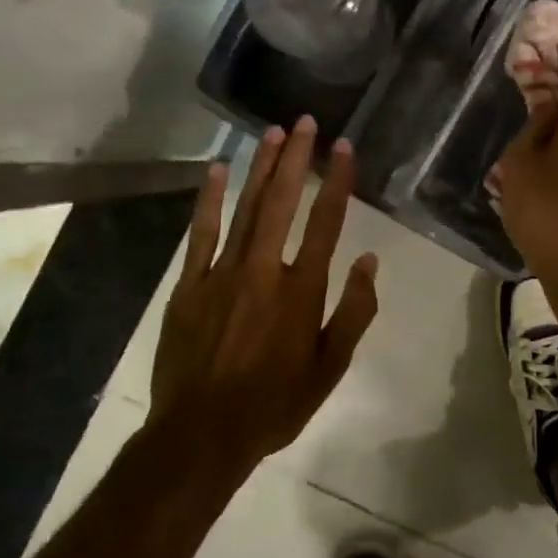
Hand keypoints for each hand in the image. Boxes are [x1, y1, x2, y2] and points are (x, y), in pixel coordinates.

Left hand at [151, 117, 378, 471]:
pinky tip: (216, 171)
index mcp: (302, 290)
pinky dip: (209, 201)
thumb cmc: (275, 404)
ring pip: (245, 209)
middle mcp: (264, 270)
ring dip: (260, 169)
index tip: (344, 148)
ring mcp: (222, 274)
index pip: (325, 223)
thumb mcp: (330, 368)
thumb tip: (368, 260)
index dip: (337, 182)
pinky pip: (202, 233)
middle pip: (283, 203)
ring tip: (272, 133)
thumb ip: (353, 311)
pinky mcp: (190, 285)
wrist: (201, 435)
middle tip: (305, 122)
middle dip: (296, 159)